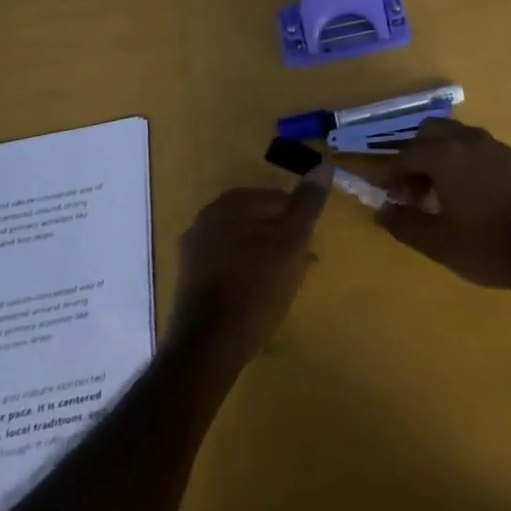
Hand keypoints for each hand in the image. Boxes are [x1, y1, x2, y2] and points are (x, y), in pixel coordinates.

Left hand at [168, 182, 326, 361]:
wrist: (208, 347)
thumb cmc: (256, 286)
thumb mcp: (292, 241)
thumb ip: (308, 203)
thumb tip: (323, 164)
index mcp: (230, 203)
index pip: (277, 199)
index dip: (298, 223)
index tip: (309, 249)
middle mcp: (206, 218)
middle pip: (258, 220)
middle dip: (282, 239)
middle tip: (300, 267)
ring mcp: (193, 249)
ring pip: (243, 243)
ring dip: (265, 257)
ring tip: (283, 285)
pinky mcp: (188, 279)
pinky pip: (226, 265)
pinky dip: (245, 273)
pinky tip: (258, 297)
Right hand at [378, 119, 510, 290]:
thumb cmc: (487, 246)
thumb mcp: (437, 243)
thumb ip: (404, 223)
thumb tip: (382, 211)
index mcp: (446, 155)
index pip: (406, 154)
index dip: (391, 175)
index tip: (389, 197)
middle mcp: (469, 140)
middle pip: (430, 132)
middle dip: (415, 156)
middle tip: (414, 191)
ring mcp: (494, 146)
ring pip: (455, 136)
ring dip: (439, 155)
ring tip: (439, 193)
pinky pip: (477, 147)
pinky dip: (462, 159)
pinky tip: (468, 193)